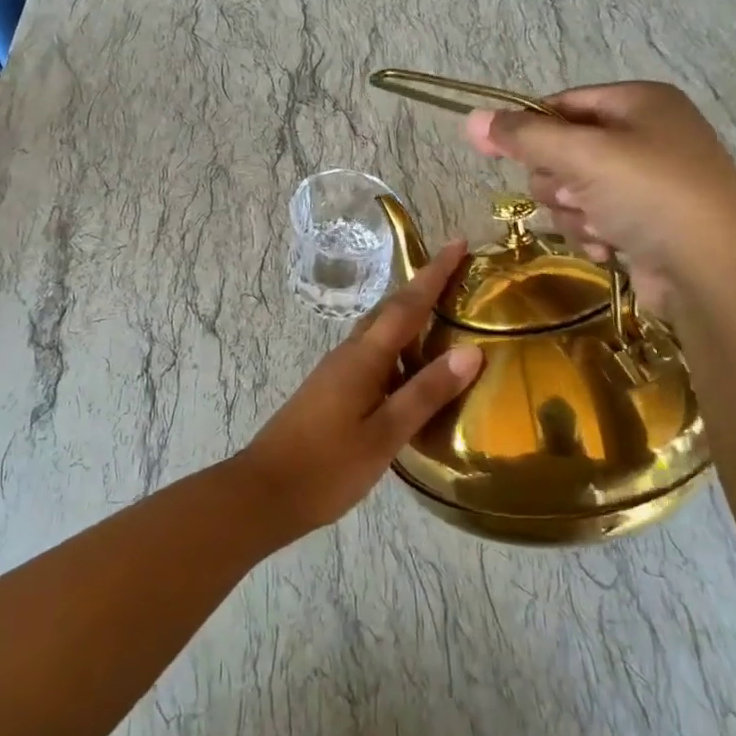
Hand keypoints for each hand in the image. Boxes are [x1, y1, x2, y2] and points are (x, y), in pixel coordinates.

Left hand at [237, 241, 482, 537]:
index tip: (458, 242)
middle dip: (424, 287)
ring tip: (444, 315)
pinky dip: (398, 347)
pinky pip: (372, 354)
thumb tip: (471, 351)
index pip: (407, 304)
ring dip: (410, 316)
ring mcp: (337, 371)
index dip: (434, 273)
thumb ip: (426, 392)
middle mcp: (349, 354)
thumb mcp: (385, 434)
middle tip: (458, 274)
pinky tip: (412, 368)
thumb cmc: (327, 466)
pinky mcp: (332, 390)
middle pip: (391, 310)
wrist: (264, 492)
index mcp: (364, 357)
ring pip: (380, 332)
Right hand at [466, 81, 735, 313]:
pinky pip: (594, 219)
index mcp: (639, 102)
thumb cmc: (651, 195)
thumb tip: (471, 118)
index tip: (496, 152)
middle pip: (564, 151)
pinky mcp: (646, 222)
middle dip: (560, 181)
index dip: (530, 129)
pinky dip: (594, 233)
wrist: (715, 272)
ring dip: (575, 212)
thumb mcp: (583, 156)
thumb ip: (524, 136)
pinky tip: (610, 247)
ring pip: (574, 191)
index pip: (562, 104)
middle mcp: (646, 135)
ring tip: (600, 225)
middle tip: (576, 194)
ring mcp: (649, 182)